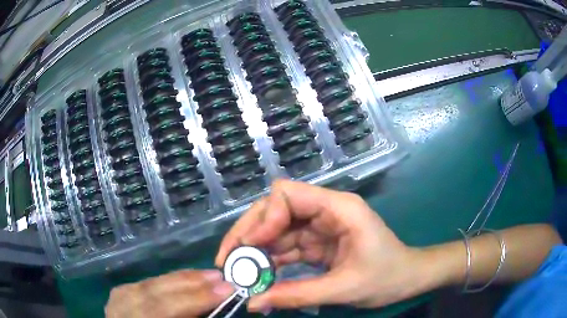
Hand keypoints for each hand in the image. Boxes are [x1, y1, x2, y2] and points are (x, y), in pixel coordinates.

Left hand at [105, 270, 233, 317]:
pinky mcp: (119, 292)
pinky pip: (145, 282)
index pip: (165, 308)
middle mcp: (122, 309)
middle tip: (220, 277)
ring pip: (150, 283)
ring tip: (207, 275)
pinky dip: (166, 280)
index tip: (227, 289)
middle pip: (155, 292)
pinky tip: (183, 278)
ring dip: (181, 279)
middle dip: (190, 284)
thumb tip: (214, 307)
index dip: (196, 299)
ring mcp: (117, 299)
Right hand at [215, 180, 430, 311]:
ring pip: (276, 230)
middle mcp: (325, 211)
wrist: (407, 279)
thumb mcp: (343, 289)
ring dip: (256, 251)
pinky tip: (258, 276)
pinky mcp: (317, 243)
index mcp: (338, 208)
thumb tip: (253, 302)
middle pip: (275, 210)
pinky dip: (270, 261)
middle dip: (250, 233)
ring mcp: (319, 227)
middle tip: (229, 261)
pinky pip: (285, 247)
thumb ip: (297, 295)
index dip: (264, 218)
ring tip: (238, 273)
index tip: (250, 247)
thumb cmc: (386, 277)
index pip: (288, 194)